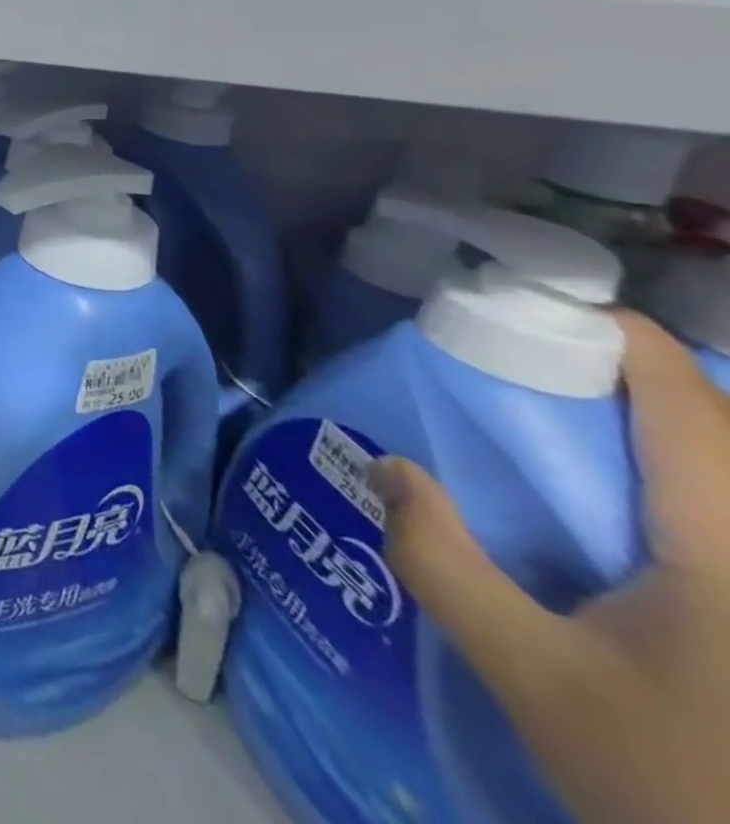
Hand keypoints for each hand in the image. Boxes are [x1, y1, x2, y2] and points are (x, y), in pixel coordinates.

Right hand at [372, 311, 729, 823]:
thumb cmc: (672, 786)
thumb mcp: (530, 675)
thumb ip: (441, 562)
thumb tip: (387, 467)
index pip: (689, 407)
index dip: (627, 340)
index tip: (550, 306)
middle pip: (727, 430)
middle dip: (641, 379)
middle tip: (547, 366)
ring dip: (672, 430)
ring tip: (585, 421)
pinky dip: (690, 480)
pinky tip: (636, 504)